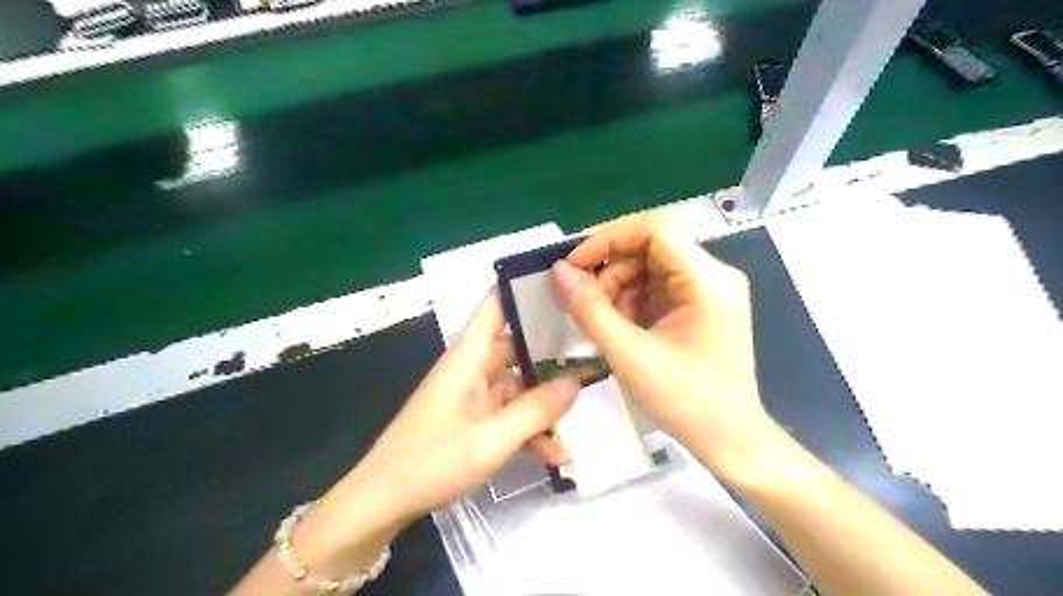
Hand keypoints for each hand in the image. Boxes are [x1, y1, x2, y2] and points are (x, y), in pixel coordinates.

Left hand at [346, 289, 580, 524]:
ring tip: (583, 405)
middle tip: (593, 354)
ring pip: (517, 385)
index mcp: (469, 357)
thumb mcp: (492, 439)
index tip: (564, 288)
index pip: (496, 305)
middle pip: (517, 346)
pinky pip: (507, 414)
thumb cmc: (431, 462)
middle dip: (552, 352)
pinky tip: (556, 453)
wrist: (382, 502)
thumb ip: (536, 410)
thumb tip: (575, 383)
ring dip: (544, 400)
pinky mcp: (472, 419)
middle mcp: (472, 368)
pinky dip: (529, 429)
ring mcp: (472, 395)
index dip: (525, 289)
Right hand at [557, 213, 773, 479]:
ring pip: (651, 266)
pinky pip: (658, 287)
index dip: (610, 237)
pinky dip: (632, 300)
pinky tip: (621, 326)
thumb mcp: (630, 355)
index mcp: (707, 280)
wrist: (730, 440)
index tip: (576, 264)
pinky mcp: (701, 306)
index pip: (655, 228)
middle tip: (585, 301)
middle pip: (651, 247)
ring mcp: (709, 291)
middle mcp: (713, 275)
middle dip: (611, 269)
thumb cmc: (686, 401)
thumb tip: (560, 272)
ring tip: (603, 320)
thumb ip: (590, 309)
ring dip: (619, 287)